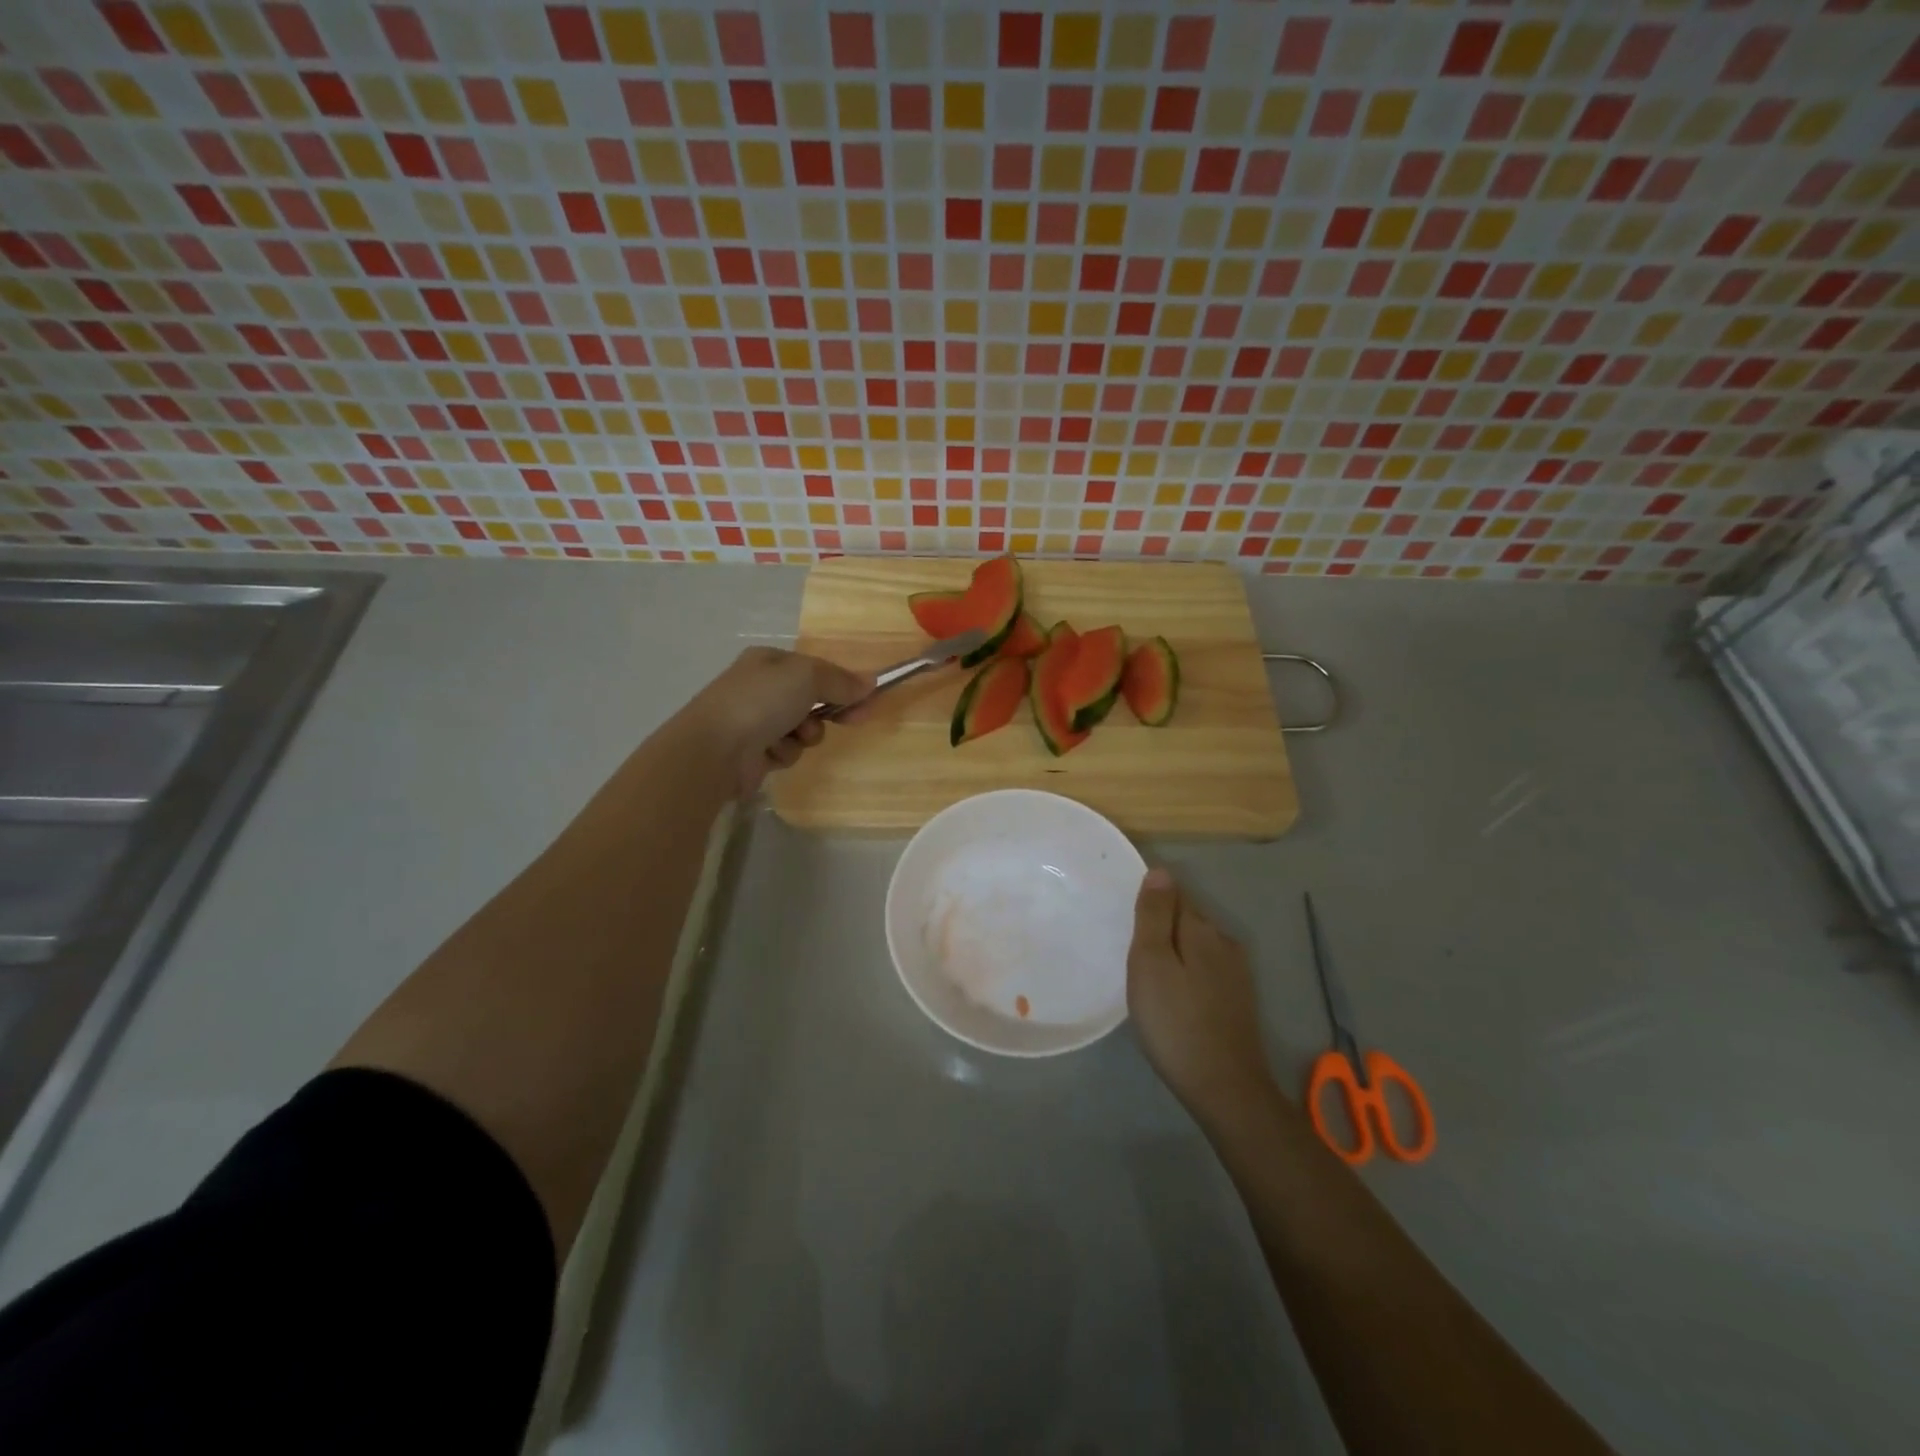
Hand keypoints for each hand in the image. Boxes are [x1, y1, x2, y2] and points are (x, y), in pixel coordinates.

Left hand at [674, 647, 872, 798]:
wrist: (714, 749)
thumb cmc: (761, 702)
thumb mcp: (807, 677)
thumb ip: (841, 680)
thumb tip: (870, 682)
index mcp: (769, 661)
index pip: (815, 669)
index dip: (843, 683)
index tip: (868, 699)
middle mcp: (760, 688)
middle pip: (810, 699)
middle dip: (828, 712)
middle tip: (853, 720)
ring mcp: (753, 720)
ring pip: (800, 728)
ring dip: (804, 735)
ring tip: (793, 737)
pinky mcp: (751, 751)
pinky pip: (785, 750)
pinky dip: (784, 753)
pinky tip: (771, 753)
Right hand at [1128, 867, 1275, 1120]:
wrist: (1225, 1088)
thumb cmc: (1175, 1022)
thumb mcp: (1151, 963)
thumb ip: (1154, 915)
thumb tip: (1160, 871)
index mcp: (1201, 929)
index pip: (1174, 893)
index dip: (1150, 899)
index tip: (1126, 915)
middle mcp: (1224, 942)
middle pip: (1187, 918)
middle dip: (1161, 924)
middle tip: (1129, 947)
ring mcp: (1236, 973)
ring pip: (1197, 945)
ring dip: (1174, 950)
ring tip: (1147, 972)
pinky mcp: (1238, 1000)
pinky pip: (1205, 969)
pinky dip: (1187, 971)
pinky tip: (1173, 994)